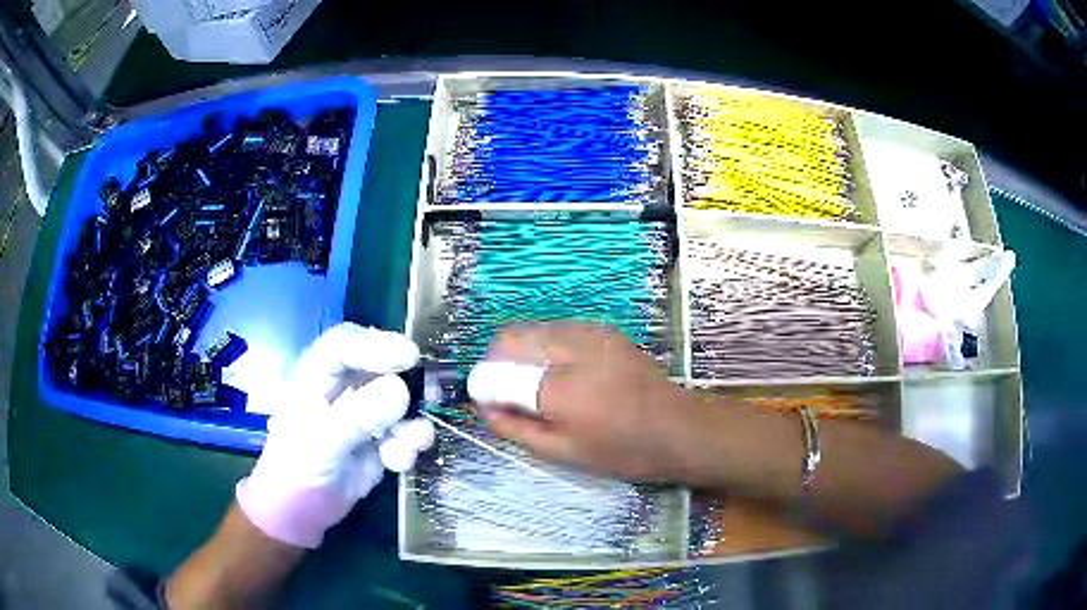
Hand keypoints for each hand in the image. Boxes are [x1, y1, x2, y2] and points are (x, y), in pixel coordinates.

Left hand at [236, 323, 433, 548]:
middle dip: (408, 382)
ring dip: (411, 422)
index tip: (410, 356)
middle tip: (433, 392)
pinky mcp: (380, 439)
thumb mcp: (323, 440)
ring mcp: (363, 412)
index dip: (376, 344)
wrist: (302, 511)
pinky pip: (404, 432)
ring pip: (400, 402)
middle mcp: (342, 387)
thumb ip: (359, 415)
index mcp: (316, 375)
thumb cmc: (297, 467)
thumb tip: (401, 391)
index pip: (345, 345)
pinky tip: (398, 462)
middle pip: (380, 368)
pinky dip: (408, 445)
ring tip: (414, 443)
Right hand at [470, 323, 690, 480]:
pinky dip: (545, 347)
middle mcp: (572, 347)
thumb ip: (514, 427)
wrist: (677, 428)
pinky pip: (557, 329)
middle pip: (509, 337)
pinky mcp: (603, 329)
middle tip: (510, 395)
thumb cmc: (621, 450)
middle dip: (498, 363)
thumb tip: (482, 408)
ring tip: (538, 386)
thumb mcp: (562, 451)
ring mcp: (590, 331)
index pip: (497, 368)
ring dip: (521, 353)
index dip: (483, 384)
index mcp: (560, 387)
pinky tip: (564, 374)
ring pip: (532, 328)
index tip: (488, 402)